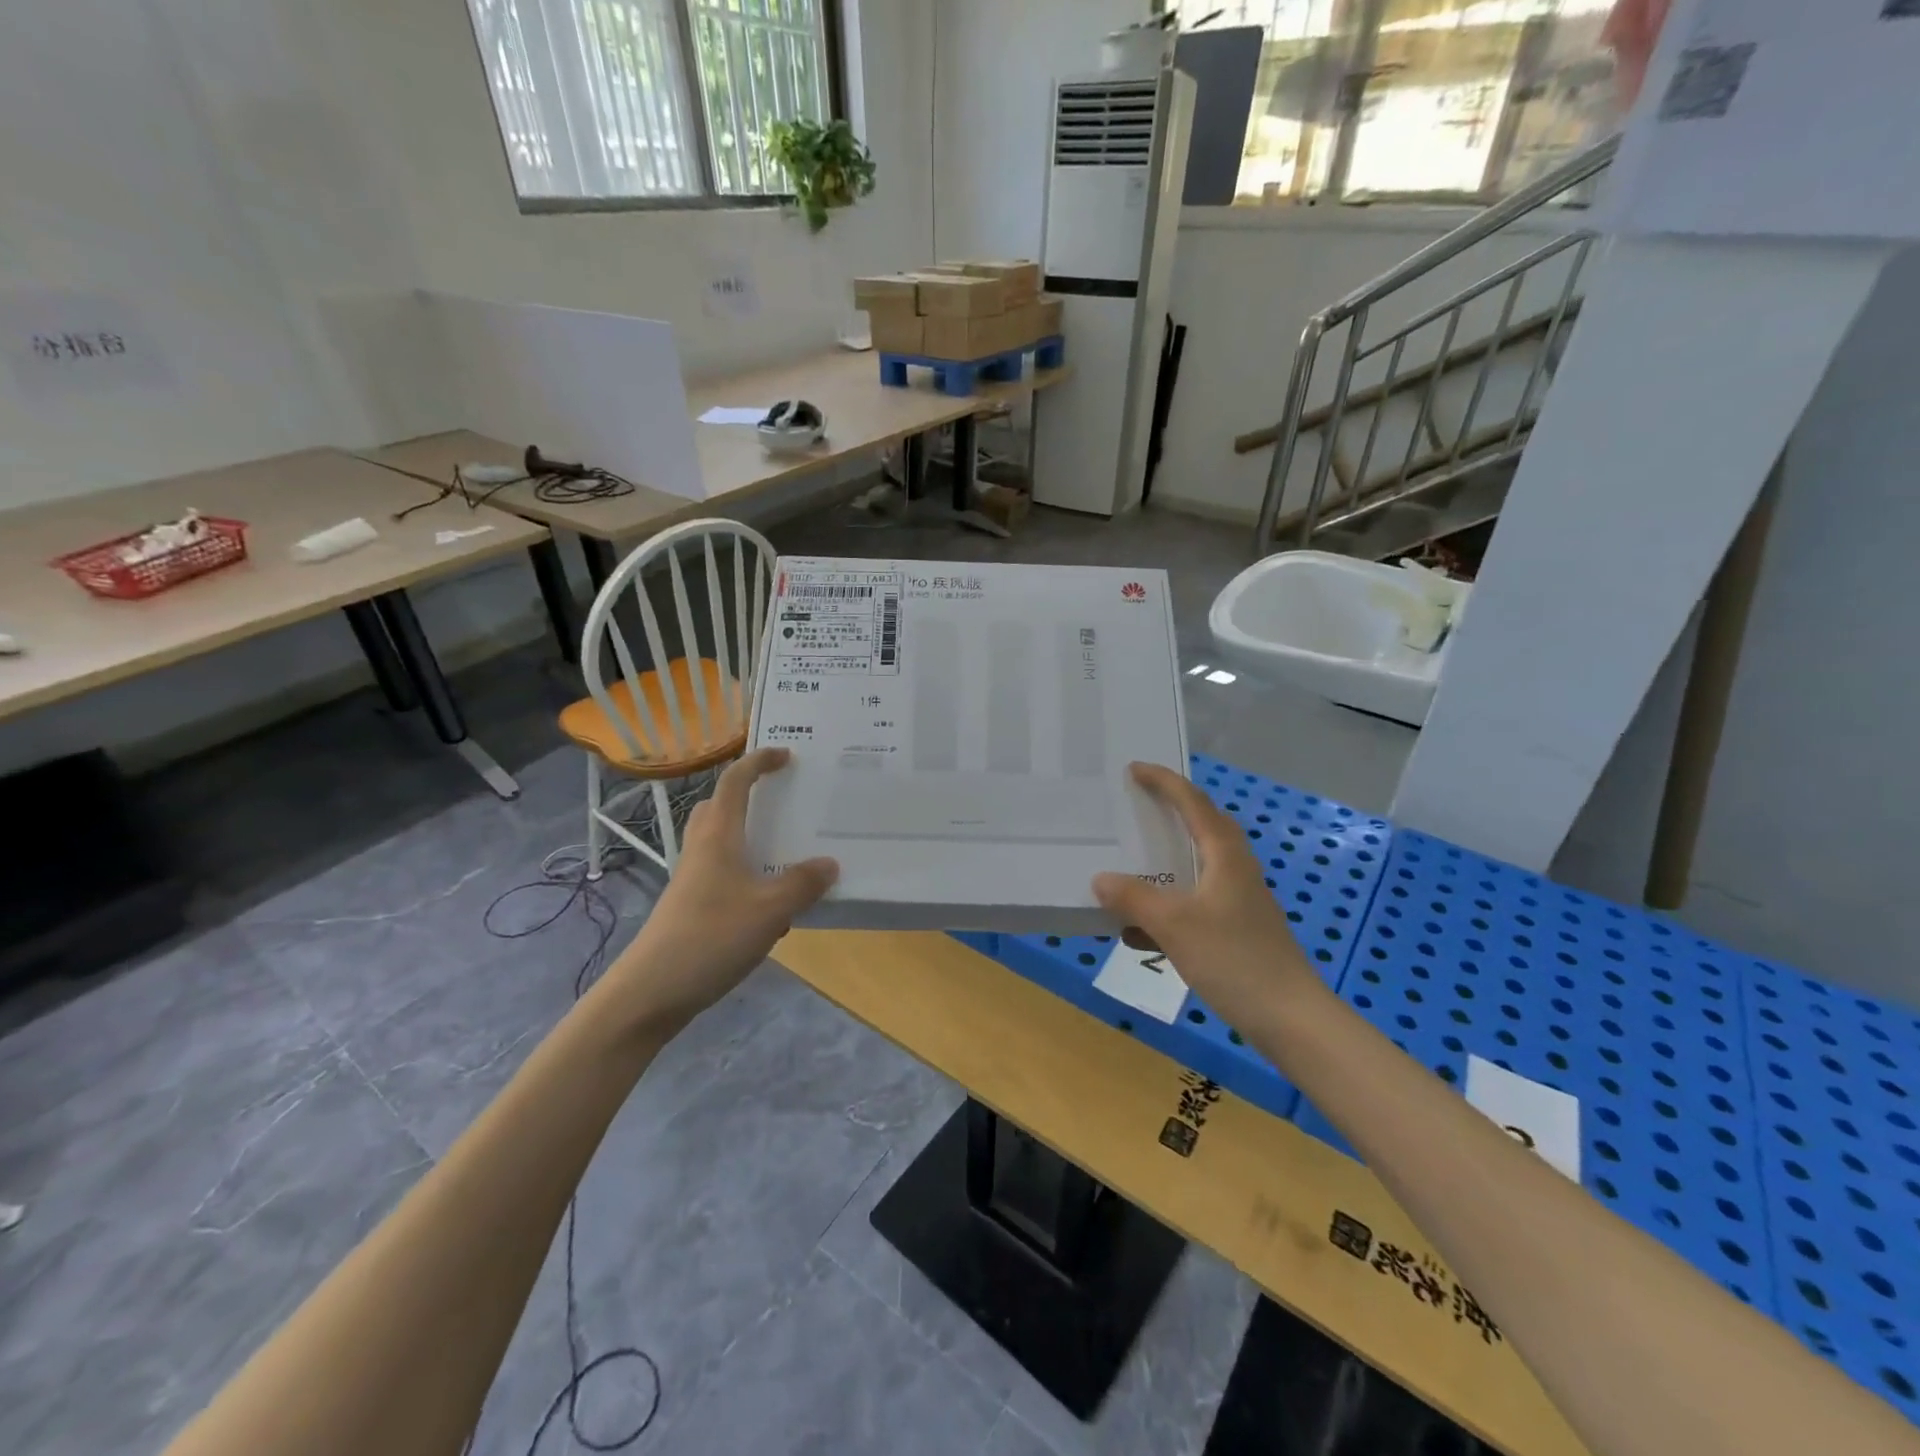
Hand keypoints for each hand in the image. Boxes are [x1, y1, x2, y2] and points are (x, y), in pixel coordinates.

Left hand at [607, 748, 836, 1028]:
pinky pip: (724, 872)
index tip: (787, 754)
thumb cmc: (710, 938)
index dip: (759, 761)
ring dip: (750, 834)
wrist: (650, 992)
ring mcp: (693, 878)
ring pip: (721, 840)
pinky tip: (773, 901)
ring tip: (787, 848)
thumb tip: (829, 863)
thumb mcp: (770, 910)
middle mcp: (702, 849)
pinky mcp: (692, 905)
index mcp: (718, 836)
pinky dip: (748, 871)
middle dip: (749, 794)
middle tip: (784, 799)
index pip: (735, 782)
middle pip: (720, 806)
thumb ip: (803, 884)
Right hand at [1092, 762, 1317, 1030]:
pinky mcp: (1236, 929)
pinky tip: (1139, 930)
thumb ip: (1134, 898)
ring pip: (1196, 866)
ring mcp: (1238, 900)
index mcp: (1225, 855)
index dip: (1164, 782)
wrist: (1290, 1018)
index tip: (1134, 769)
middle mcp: (1234, 869)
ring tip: (1132, 860)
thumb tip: (1101, 878)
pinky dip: (1166, 904)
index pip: (1193, 803)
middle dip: (1170, 811)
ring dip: (1165, 860)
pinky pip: (1194, 902)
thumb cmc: (1234, 959)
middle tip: (1136, 804)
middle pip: (1201, 827)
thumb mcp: (1174, 925)